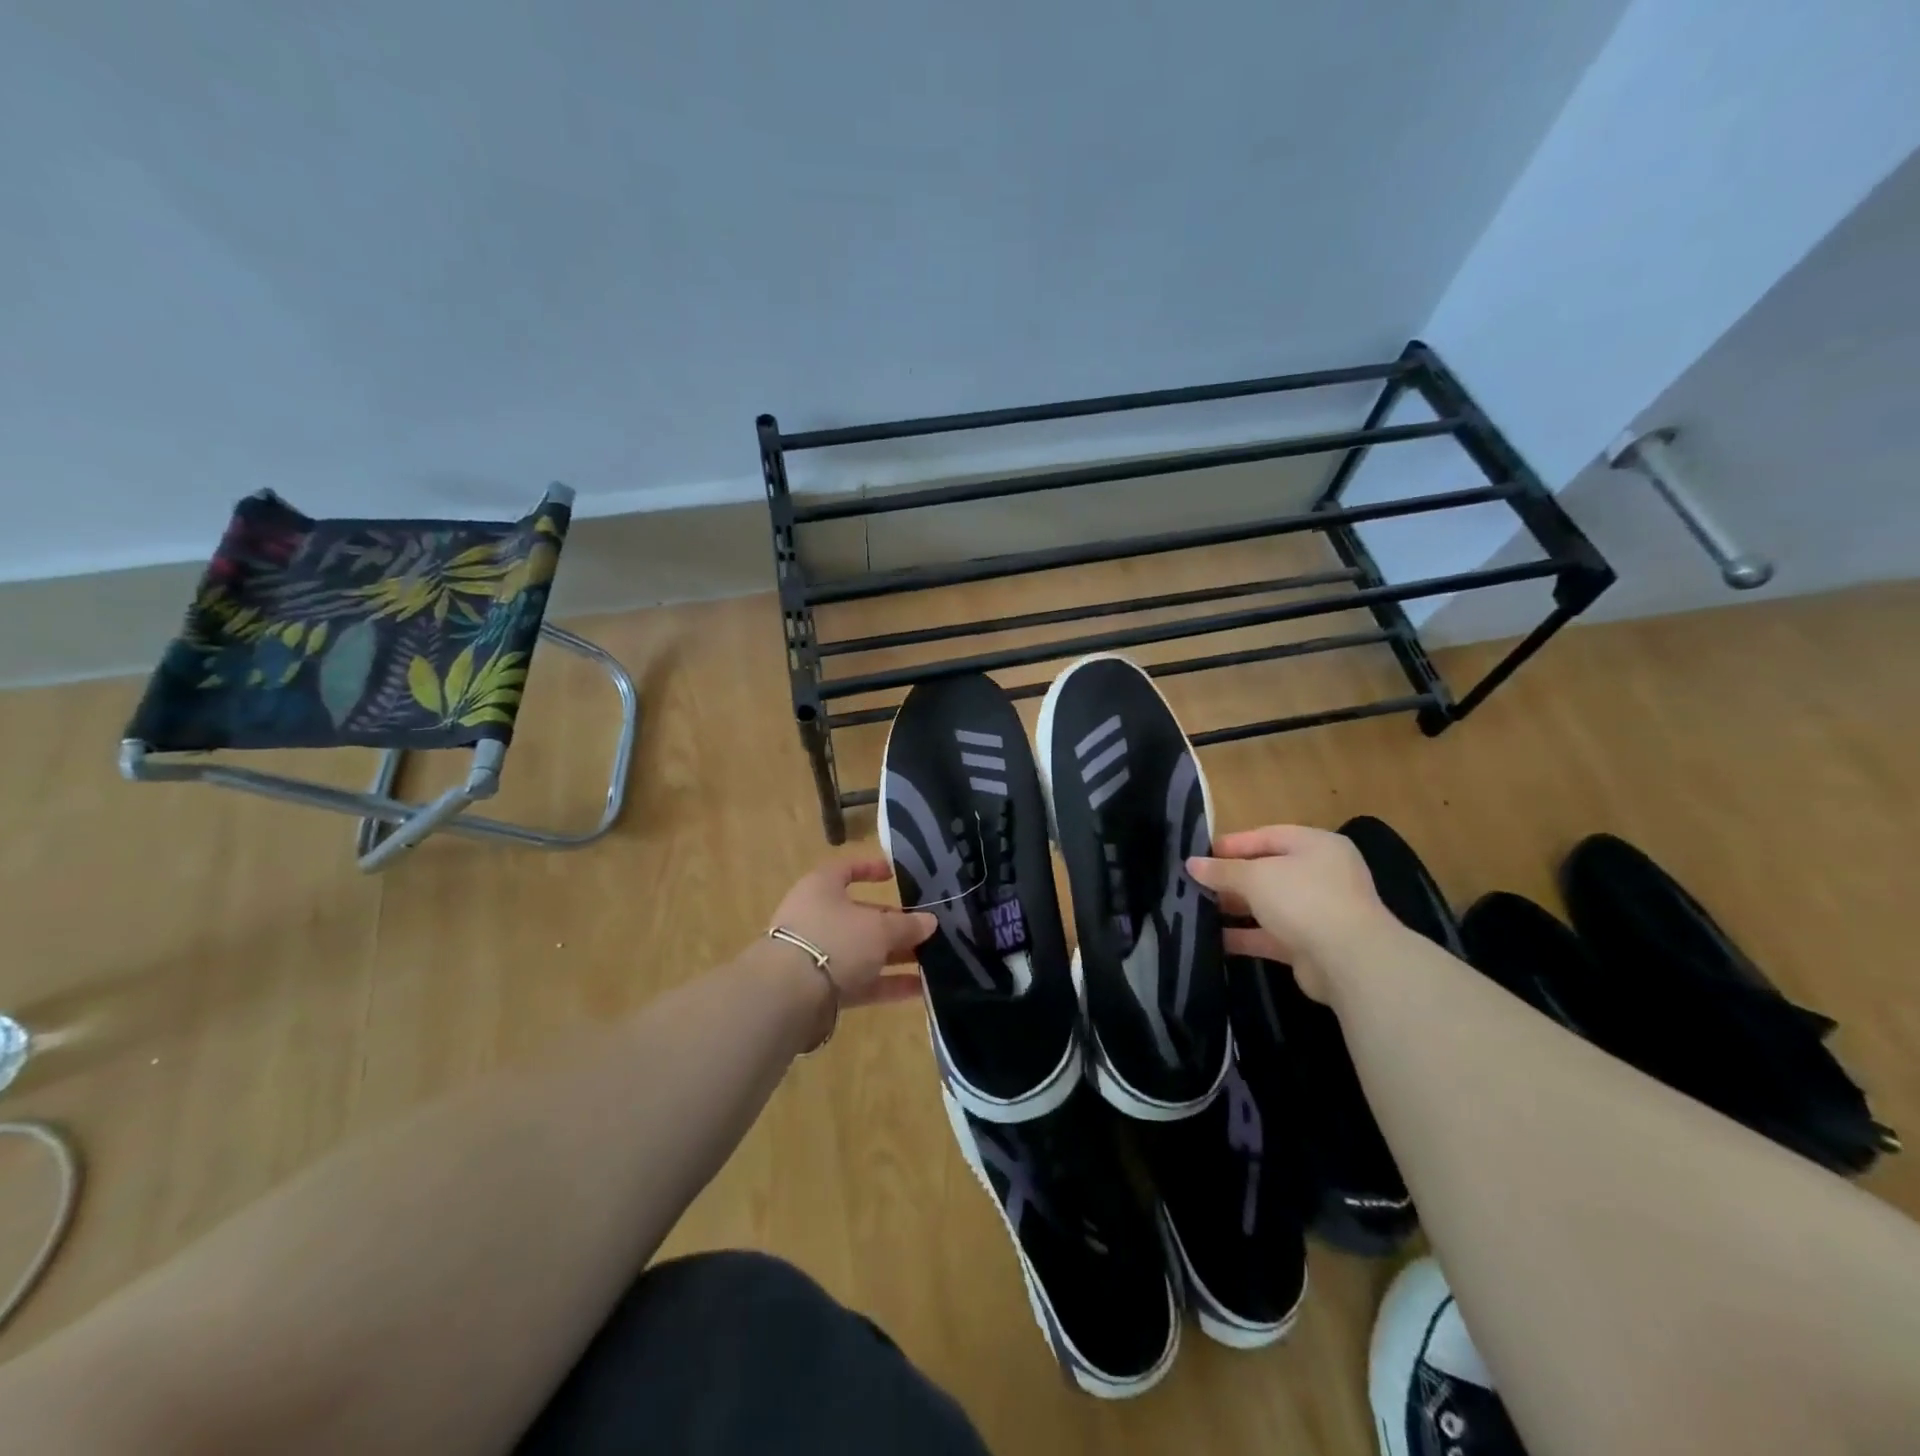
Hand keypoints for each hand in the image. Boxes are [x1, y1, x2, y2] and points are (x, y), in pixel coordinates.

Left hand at [767, 858, 936, 1008]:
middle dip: (894, 923)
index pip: (846, 869)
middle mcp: (816, 917)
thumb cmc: (834, 940)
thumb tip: (930, 921)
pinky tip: (920, 989)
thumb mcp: (878, 928)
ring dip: (895, 955)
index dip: (870, 869)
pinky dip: (887, 984)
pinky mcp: (821, 989)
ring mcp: (817, 955)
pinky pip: (860, 982)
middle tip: (926, 928)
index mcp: (822, 888)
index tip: (895, 875)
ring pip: (863, 951)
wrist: (788, 996)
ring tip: (932, 960)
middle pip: (860, 915)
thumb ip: (906, 925)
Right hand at [1187, 824, 1396, 1001]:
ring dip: (1236, 907)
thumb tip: (1191, 864)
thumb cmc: (1303, 899)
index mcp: (1316, 845)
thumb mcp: (1256, 877)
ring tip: (1198, 909)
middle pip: (1267, 871)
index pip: (1267, 836)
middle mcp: (1321, 874)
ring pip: (1268, 904)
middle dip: (1231, 878)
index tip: (1199, 855)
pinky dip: (1245, 936)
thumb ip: (1222, 870)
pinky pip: (1271, 935)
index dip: (1232, 844)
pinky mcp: (1311, 944)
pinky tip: (1214, 938)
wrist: (1350, 961)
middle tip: (1195, 884)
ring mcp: (1318, 911)